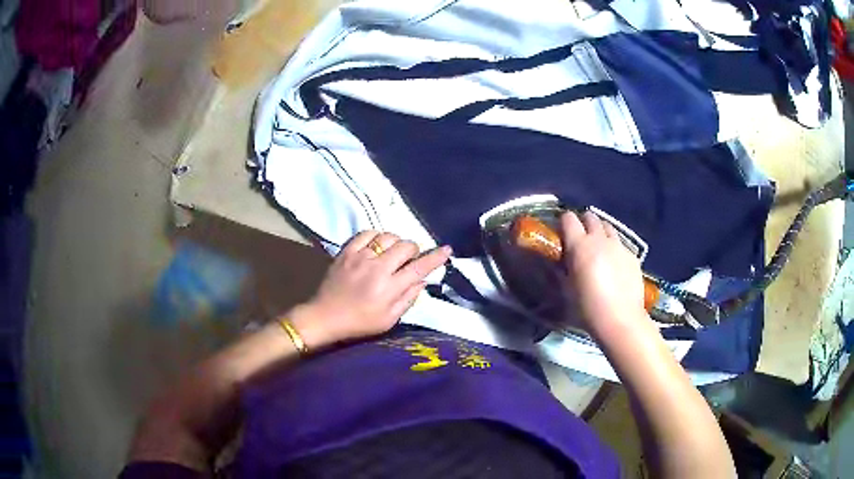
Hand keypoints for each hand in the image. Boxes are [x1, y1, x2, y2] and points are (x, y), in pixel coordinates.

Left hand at [291, 231, 451, 348]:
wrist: (325, 316)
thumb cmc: (359, 323)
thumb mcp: (389, 320)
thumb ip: (408, 299)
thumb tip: (422, 280)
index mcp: (389, 288)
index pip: (419, 268)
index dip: (435, 257)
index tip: (447, 250)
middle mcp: (377, 268)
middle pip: (405, 246)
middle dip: (413, 250)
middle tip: (409, 260)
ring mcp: (360, 256)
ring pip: (387, 236)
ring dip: (396, 242)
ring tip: (392, 252)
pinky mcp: (346, 251)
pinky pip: (367, 233)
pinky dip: (376, 236)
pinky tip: (376, 245)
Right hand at [560, 211, 645, 335]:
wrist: (621, 320)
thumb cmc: (587, 309)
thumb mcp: (566, 291)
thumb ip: (561, 271)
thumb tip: (557, 262)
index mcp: (579, 246)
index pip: (568, 219)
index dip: (564, 222)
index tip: (562, 232)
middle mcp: (600, 239)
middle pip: (591, 217)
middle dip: (584, 223)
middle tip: (580, 239)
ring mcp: (619, 246)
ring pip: (608, 227)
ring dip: (600, 232)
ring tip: (599, 247)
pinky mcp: (633, 256)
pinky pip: (621, 244)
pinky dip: (615, 248)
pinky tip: (614, 264)